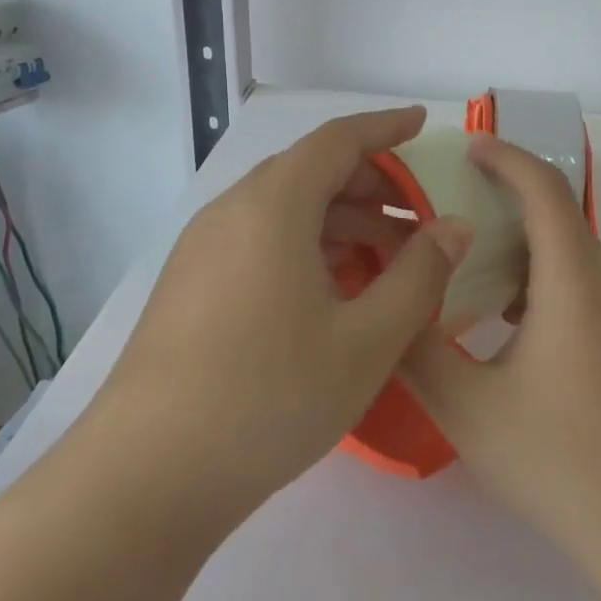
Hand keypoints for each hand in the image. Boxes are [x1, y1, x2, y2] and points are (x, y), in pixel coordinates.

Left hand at [102, 107, 471, 526]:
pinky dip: (307, 245)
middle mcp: (232, 211)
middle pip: (310, 171)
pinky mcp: (190, 284)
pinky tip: (334, 291)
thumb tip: (454, 227)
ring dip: (341, 220)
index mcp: (273, 205)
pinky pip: (260, 240)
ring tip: (387, 261)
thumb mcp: (367, 340)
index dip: (385, 127)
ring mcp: (203, 248)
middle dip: (370, 184)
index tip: (422, 123)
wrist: (146, 477)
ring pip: (285, 209)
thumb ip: (420, 275)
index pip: (338, 139)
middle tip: (418, 216)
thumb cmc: (270, 397)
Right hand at [401, 136, 600, 583]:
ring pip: (572, 254)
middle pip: (558, 216)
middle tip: (448, 209)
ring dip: (523, 245)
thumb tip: (388, 303)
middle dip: (504, 200)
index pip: (543, 188)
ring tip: (468, 265)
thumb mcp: (468, 408)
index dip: (505, 156)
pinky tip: (508, 321)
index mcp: (575, 281)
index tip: (466, 146)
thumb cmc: (560, 462)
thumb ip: (417, 349)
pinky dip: (544, 279)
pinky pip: (586, 285)